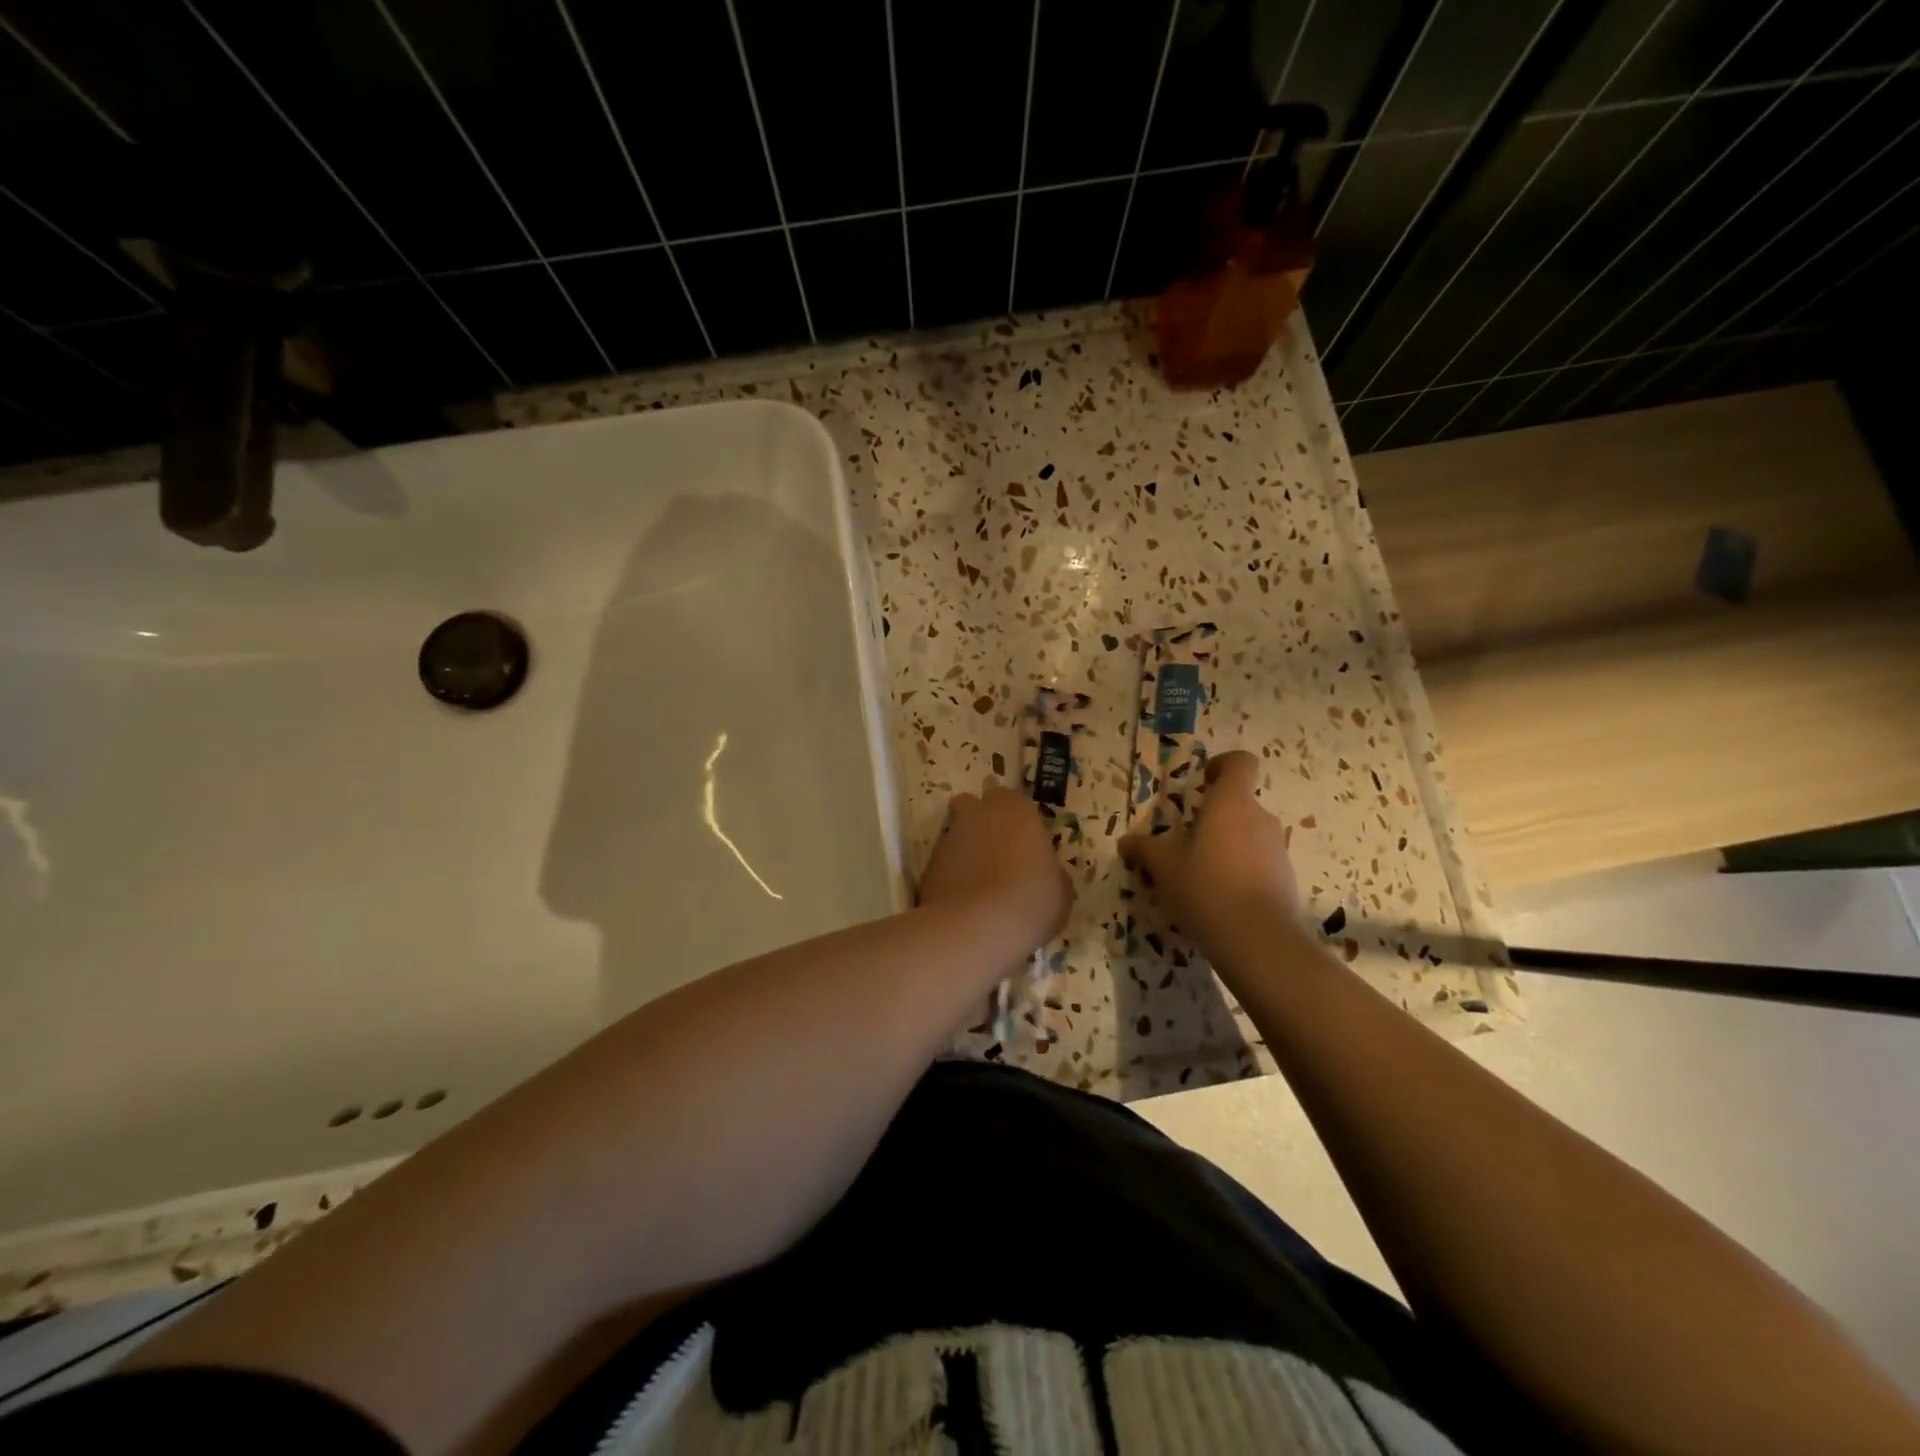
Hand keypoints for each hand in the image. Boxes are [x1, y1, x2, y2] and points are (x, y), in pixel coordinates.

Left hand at [918, 778, 1072, 952]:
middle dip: (978, 817)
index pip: (1012, 796)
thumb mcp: (1060, 891)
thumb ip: (1051, 872)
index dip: (1014, 814)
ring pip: (954, 831)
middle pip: (972, 803)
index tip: (1020, 833)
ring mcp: (950, 837)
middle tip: (993, 845)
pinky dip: (950, 872)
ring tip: (976, 876)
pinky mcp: (929, 864)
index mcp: (1018, 811)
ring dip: (964, 845)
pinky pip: (942, 861)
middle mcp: (980, 815)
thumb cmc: (1032, 902)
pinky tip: (961, 895)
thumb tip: (1046, 873)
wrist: (978, 927)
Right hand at [1119, 751, 1298, 954]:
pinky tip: (1220, 898)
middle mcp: (1260, 818)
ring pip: (1249, 834)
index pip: (1239, 763)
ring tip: (1200, 874)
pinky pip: (1260, 862)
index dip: (1222, 765)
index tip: (1202, 782)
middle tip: (1186, 841)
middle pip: (1239, 803)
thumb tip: (1125, 842)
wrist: (1257, 939)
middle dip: (1215, 816)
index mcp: (1231, 803)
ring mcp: (1277, 849)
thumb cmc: (1205, 887)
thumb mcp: (1164, 867)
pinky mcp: (1286, 878)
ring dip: (1228, 845)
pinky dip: (1242, 871)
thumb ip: (1144, 849)